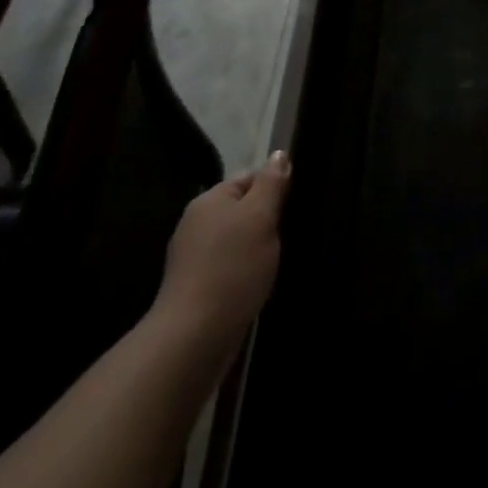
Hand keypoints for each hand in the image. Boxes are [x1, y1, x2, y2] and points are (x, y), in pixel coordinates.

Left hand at [151, 150, 291, 356]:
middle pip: (242, 209)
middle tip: (289, 233)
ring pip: (236, 239)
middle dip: (267, 219)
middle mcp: (196, 223)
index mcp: (209, 200)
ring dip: (257, 246)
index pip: (248, 178)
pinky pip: (229, 265)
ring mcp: (193, 257)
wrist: (196, 334)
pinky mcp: (196, 286)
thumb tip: (279, 154)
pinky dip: (245, 270)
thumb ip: (272, 184)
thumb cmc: (233, 266)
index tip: (295, 205)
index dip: (274, 187)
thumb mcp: (261, 216)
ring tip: (277, 260)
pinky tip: (258, 283)